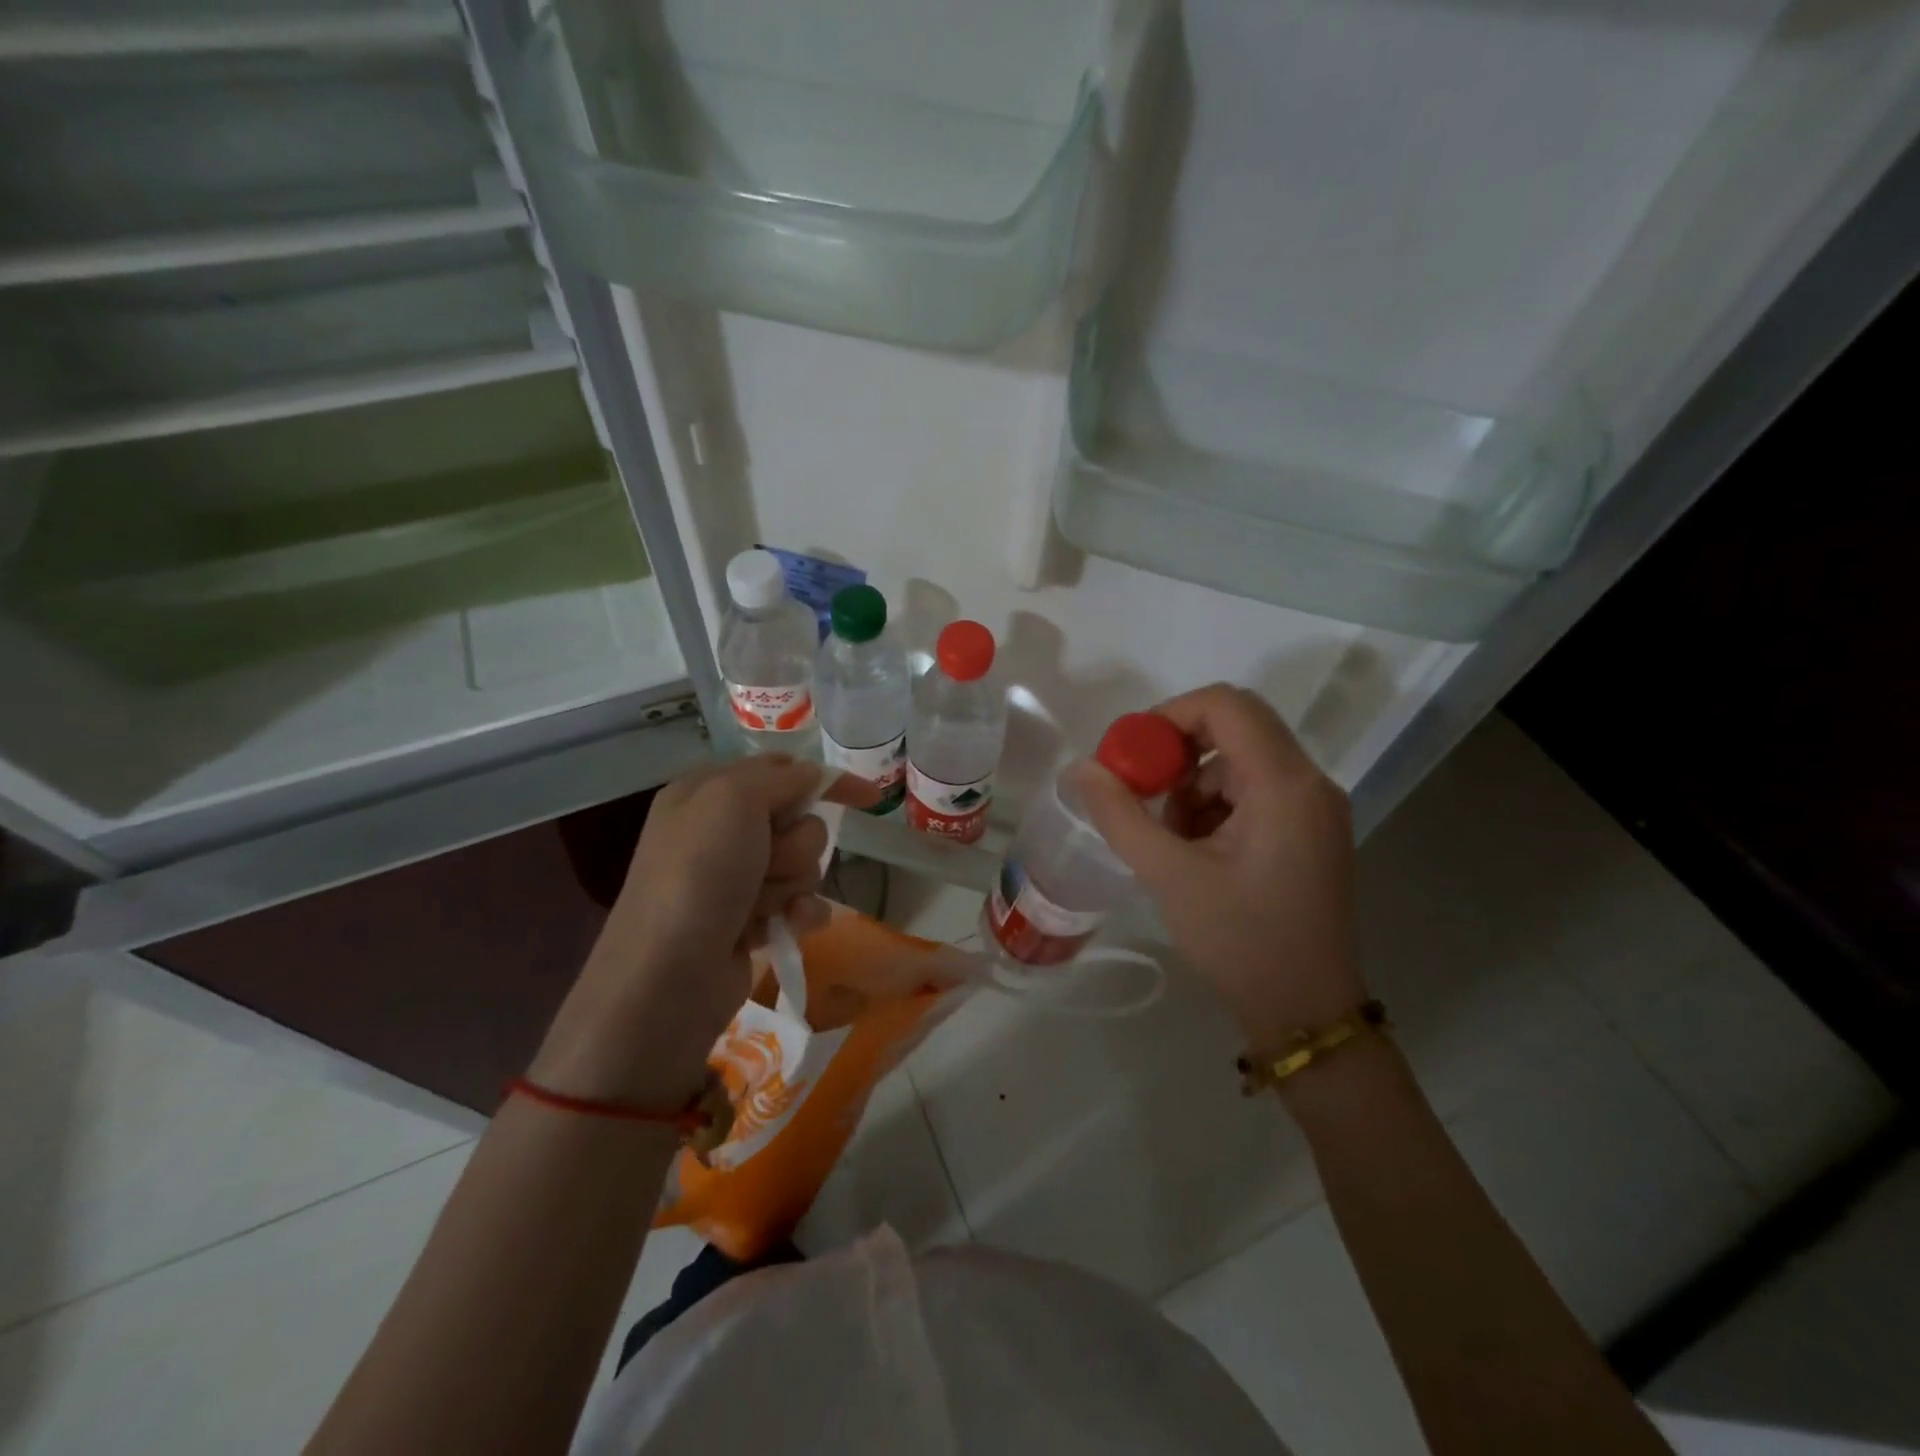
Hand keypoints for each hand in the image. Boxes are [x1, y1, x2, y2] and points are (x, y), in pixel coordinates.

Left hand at [531, 756, 878, 1106]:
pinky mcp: (750, 919)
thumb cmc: (699, 874)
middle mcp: (721, 831)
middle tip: (767, 863)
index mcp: (707, 792)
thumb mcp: (733, 799)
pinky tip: (790, 926)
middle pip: (799, 821)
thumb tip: (815, 777)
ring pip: (803, 863)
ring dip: (792, 883)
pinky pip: (800, 903)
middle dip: (795, 844)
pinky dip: (799, 914)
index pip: (782, 770)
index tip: (870, 798)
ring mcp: (735, 878)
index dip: (826, 781)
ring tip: (763, 905)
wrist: (668, 974)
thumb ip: (782, 779)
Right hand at [1071, 683, 1366, 1046]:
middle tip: (1142, 789)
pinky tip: (1197, 851)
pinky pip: (1257, 790)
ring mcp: (1316, 807)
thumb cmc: (1239, 940)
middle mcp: (1310, 782)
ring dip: (1196, 784)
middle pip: (1237, 727)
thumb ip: (1120, 814)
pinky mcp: (1312, 830)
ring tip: (1169, 837)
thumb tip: (1082, 767)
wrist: (1306, 1012)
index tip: (1132, 754)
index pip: (1226, 705)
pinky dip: (1218, 805)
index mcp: (1284, 783)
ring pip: (1242, 760)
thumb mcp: (1169, 875)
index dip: (1169, 715)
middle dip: (1179, 751)